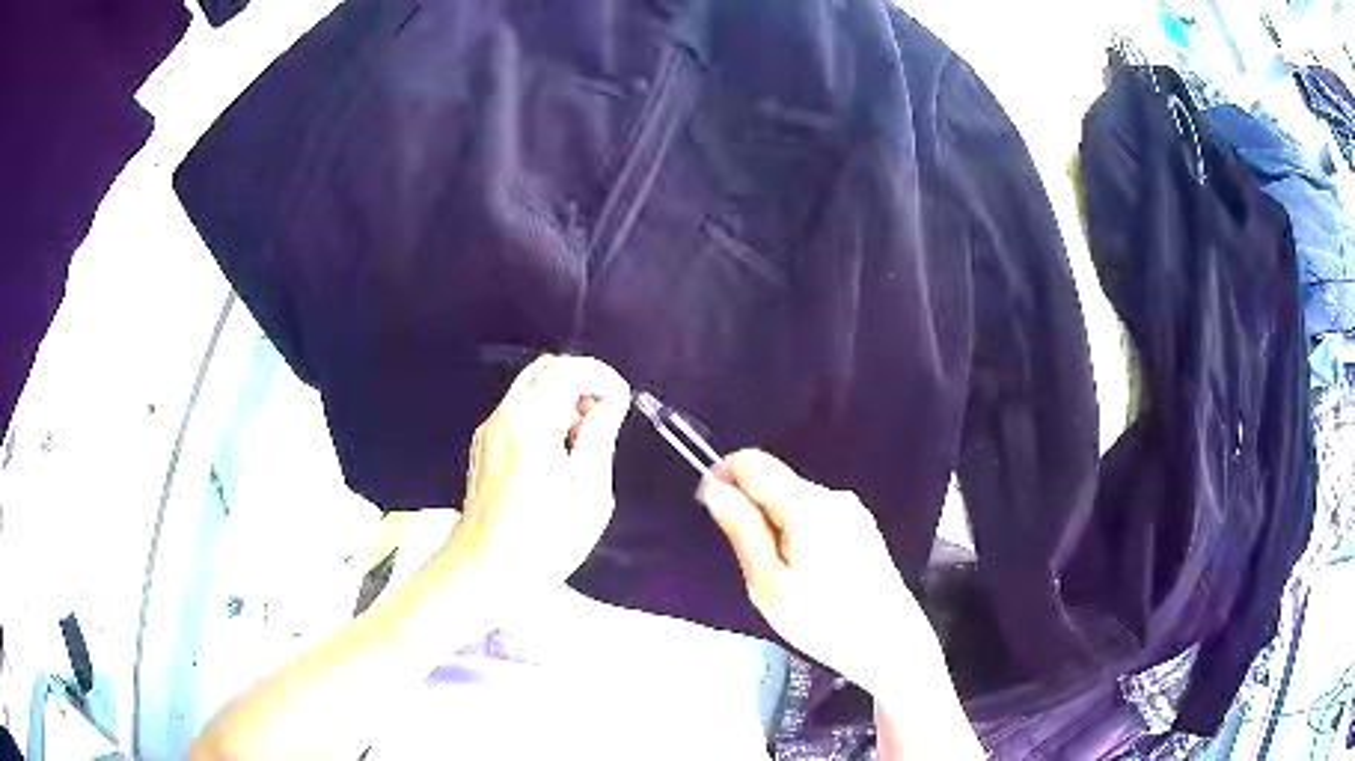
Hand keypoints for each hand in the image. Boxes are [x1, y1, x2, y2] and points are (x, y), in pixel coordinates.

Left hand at [445, 354, 630, 590]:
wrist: (484, 569)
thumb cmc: (540, 543)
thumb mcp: (589, 496)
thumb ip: (600, 438)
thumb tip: (611, 401)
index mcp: (531, 425)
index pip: (569, 368)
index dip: (602, 377)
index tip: (619, 403)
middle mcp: (504, 418)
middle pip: (546, 368)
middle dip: (581, 383)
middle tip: (601, 421)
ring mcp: (489, 431)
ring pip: (530, 387)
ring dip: (562, 399)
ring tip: (580, 445)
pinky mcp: (483, 446)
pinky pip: (517, 410)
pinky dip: (542, 415)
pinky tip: (554, 457)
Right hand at [697, 450, 931, 695]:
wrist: (891, 645)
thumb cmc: (825, 622)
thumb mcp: (769, 584)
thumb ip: (742, 530)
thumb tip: (714, 489)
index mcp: (809, 505)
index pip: (754, 463)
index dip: (722, 475)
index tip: (710, 511)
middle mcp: (834, 496)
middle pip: (776, 484)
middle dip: (752, 513)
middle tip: (755, 568)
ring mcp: (853, 511)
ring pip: (794, 503)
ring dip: (775, 529)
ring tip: (786, 581)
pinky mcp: (862, 528)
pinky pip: (816, 517)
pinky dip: (798, 536)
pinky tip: (811, 579)